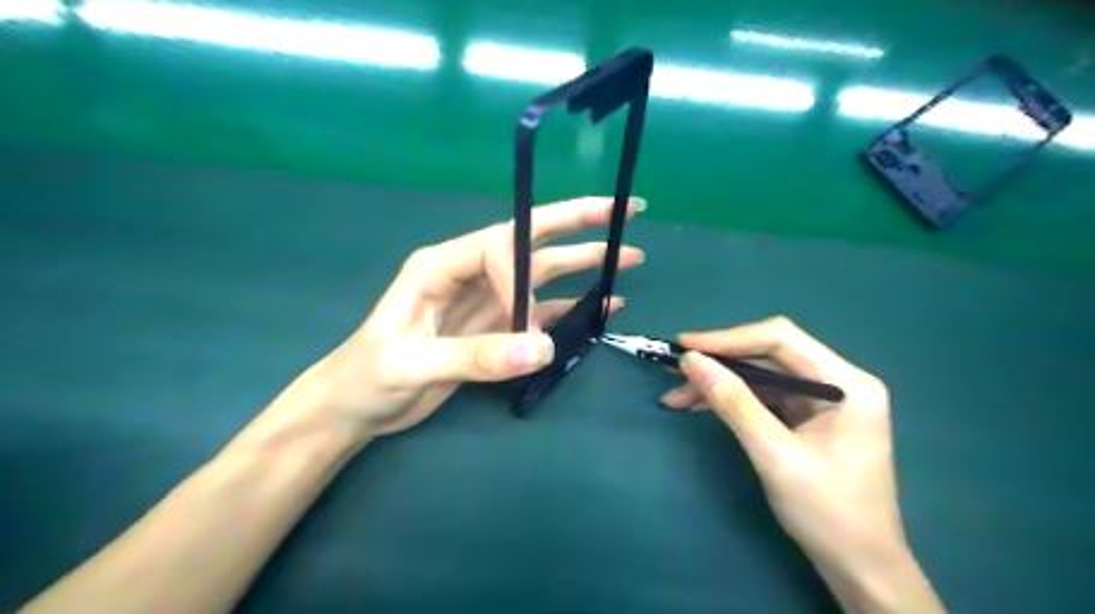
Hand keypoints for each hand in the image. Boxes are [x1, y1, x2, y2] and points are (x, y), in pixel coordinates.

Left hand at [268, 197, 641, 440]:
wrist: (355, 407)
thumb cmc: (367, 377)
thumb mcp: (410, 364)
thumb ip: (474, 356)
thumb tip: (543, 349)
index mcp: (441, 265)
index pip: (498, 246)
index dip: (523, 273)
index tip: (529, 319)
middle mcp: (470, 273)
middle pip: (531, 239)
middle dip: (578, 222)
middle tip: (625, 210)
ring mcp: (487, 301)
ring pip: (543, 274)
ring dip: (584, 264)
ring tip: (628, 257)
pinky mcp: (496, 328)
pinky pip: (541, 312)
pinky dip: (573, 307)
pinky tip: (603, 304)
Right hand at [662, 320, 944, 611]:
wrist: (859, 568)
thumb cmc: (827, 513)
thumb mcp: (775, 455)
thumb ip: (734, 403)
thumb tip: (691, 360)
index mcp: (847, 383)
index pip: (781, 339)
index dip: (728, 339)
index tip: (684, 346)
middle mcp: (837, 381)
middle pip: (768, 355)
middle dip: (719, 363)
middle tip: (674, 371)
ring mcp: (822, 399)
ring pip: (760, 376)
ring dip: (718, 384)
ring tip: (676, 397)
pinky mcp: (807, 417)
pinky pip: (762, 396)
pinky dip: (730, 400)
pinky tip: (699, 406)